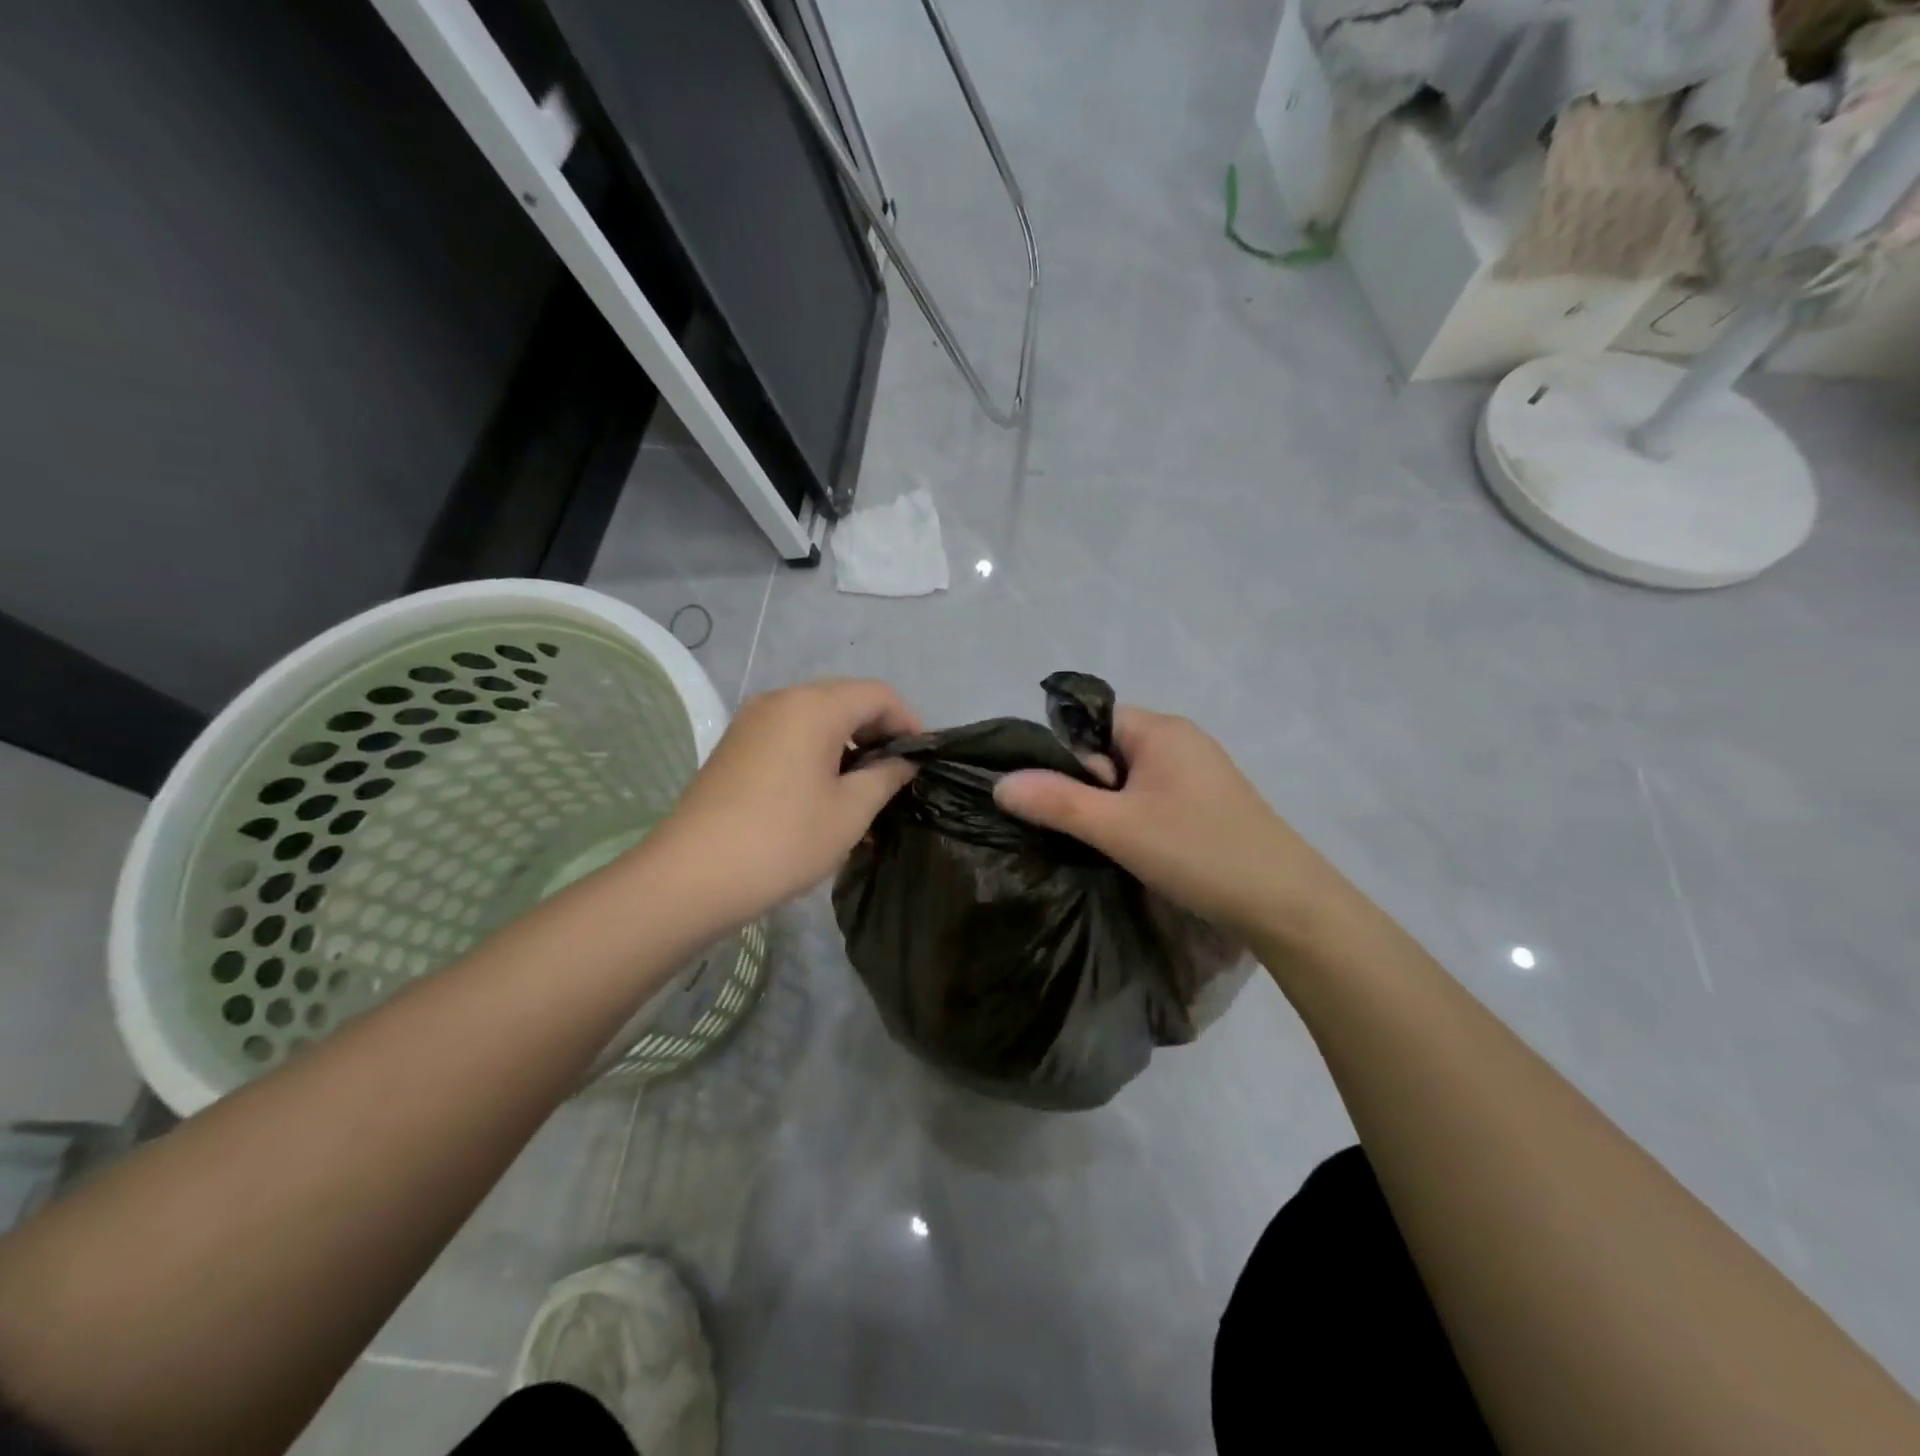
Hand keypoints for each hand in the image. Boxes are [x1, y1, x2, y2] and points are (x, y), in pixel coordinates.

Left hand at [645, 678, 920, 929]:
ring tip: (864, 790)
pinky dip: (817, 753)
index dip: (909, 722)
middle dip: (878, 732)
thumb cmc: (784, 840)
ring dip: (847, 745)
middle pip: (846, 700)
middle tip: (897, 776)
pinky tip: (824, 792)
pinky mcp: (735, 746)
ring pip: (816, 718)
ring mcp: (752, 721)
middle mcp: (781, 699)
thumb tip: (903, 762)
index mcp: (813, 706)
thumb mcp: (850, 811)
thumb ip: (886, 777)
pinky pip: (789, 735)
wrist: (692, 876)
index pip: (878, 694)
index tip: (922, 761)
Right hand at [994, 706, 1328, 936]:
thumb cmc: (1197, 851)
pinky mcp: (1210, 802)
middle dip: (1088, 784)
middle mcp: (1181, 739)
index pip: (1091, 720)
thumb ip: (1056, 802)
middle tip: (1087, 828)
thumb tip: (1001, 782)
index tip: (1061, 799)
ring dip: (1112, 805)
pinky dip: (1137, 816)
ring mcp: (1200, 771)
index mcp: (1161, 729)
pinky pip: (1155, 795)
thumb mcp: (1117, 827)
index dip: (1067, 755)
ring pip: (1131, 776)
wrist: (1285, 902)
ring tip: (1108, 843)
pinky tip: (1138, 848)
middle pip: (1109, 748)